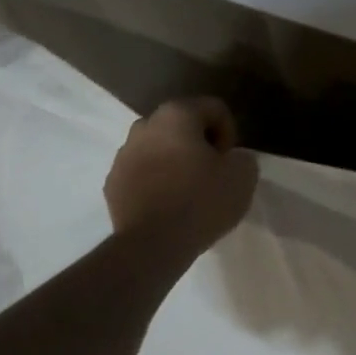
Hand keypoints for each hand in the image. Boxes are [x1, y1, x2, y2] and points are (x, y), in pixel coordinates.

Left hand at [105, 98, 258, 254]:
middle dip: (199, 144)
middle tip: (212, 173)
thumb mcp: (243, 176)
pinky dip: (156, 182)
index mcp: (177, 114)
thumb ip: (242, 157)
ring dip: (175, 162)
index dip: (229, 133)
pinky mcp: (112, 183)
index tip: (229, 161)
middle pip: (182, 126)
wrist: (152, 245)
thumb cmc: (201, 201)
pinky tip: (167, 206)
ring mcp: (123, 155)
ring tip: (189, 191)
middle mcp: (145, 126)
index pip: (214, 108)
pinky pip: (142, 173)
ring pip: (158, 149)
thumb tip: (230, 160)